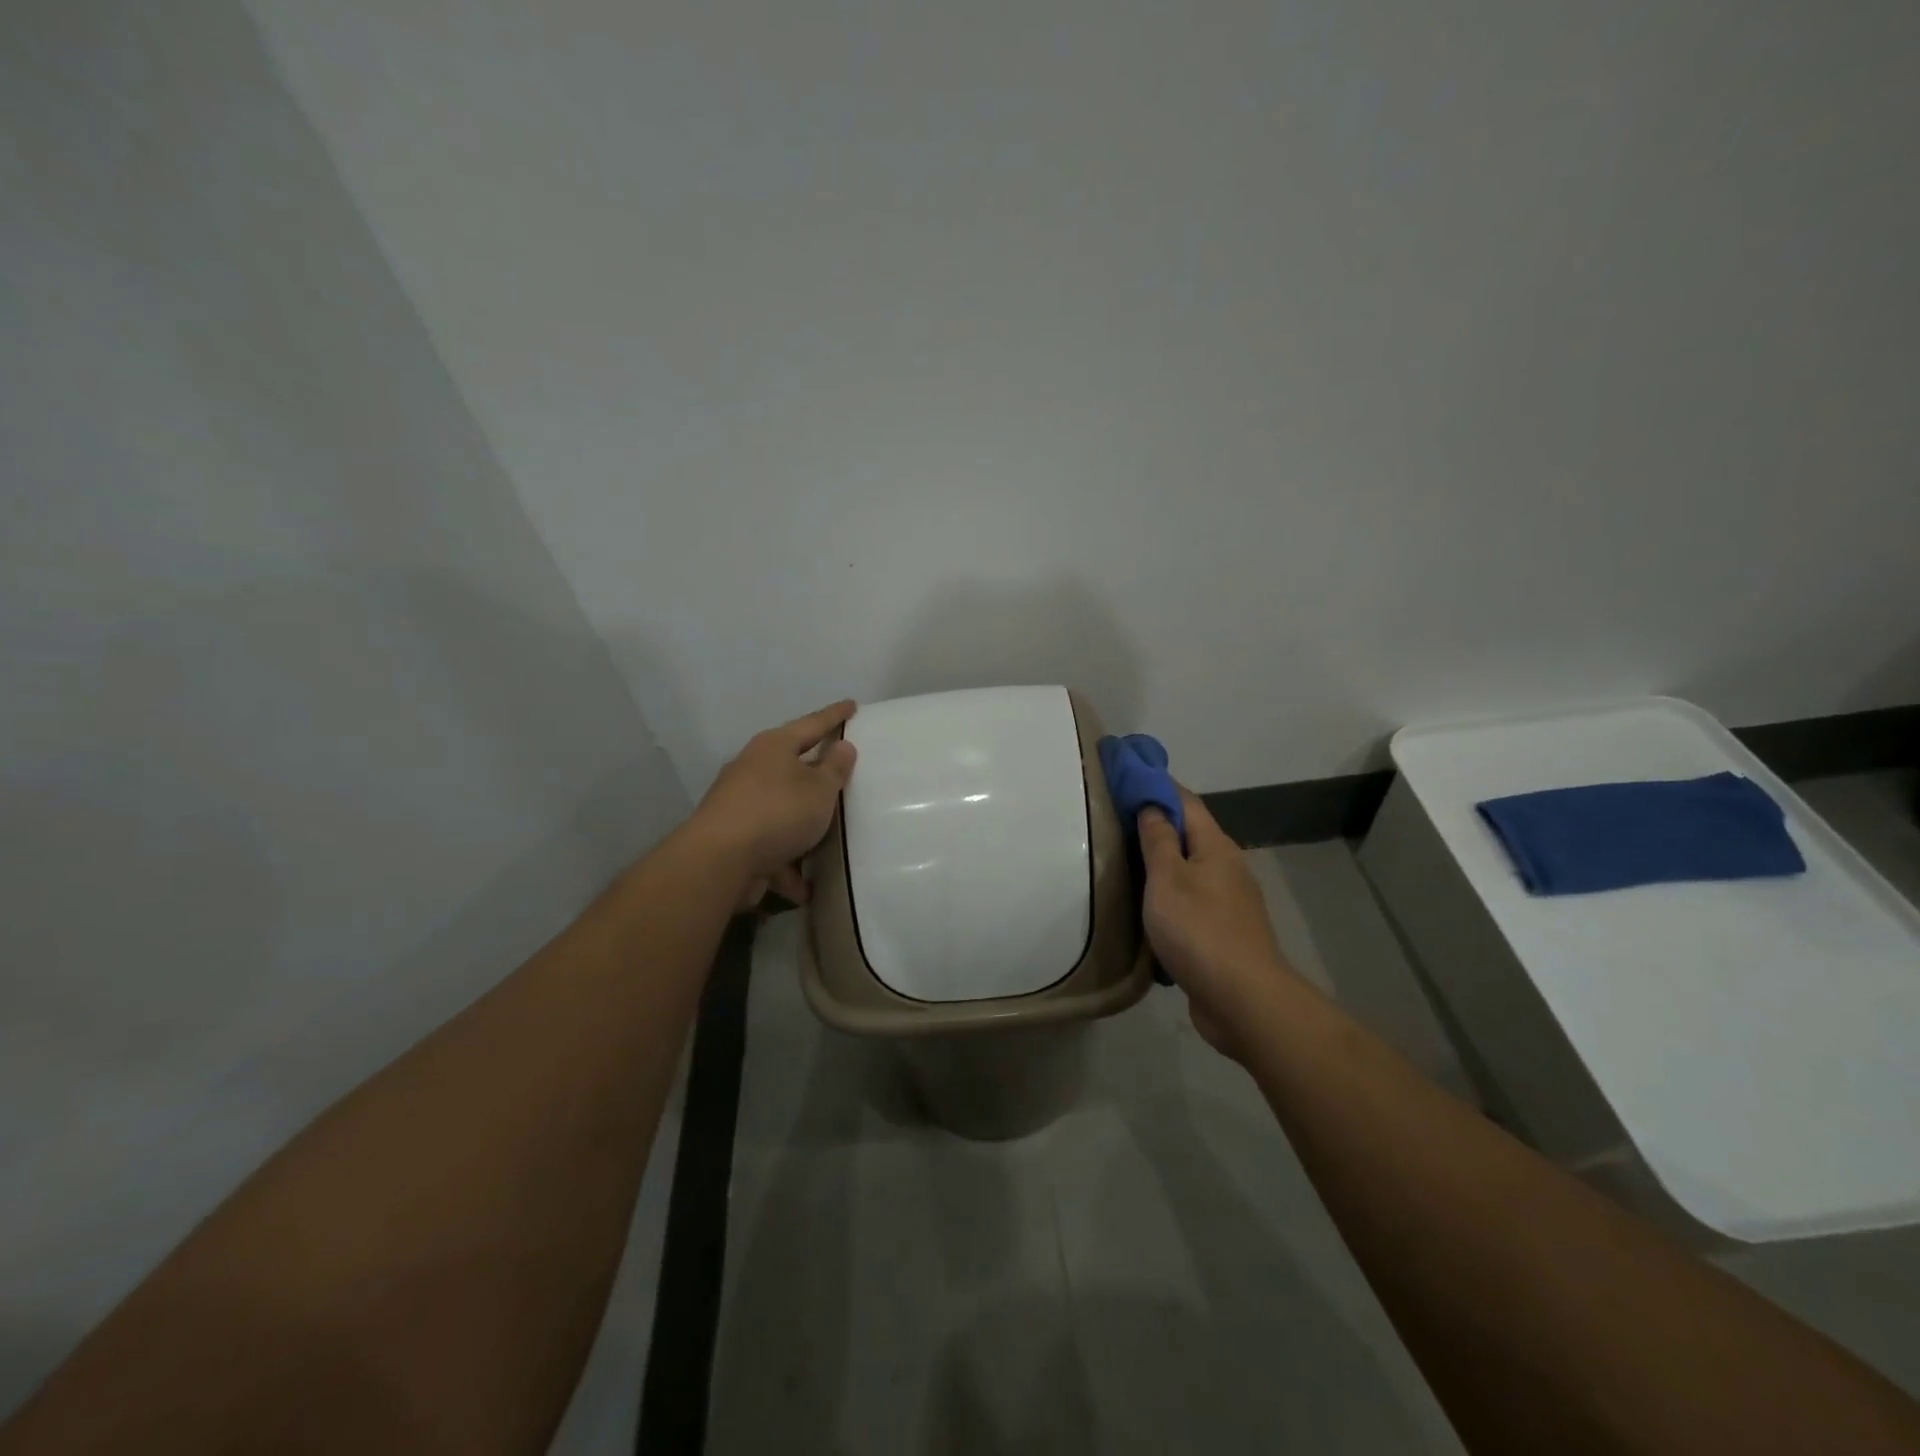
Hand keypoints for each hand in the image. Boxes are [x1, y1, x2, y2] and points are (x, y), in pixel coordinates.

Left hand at [692, 700, 858, 908]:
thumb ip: (835, 768)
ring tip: (829, 840)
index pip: (812, 724)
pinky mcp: (733, 839)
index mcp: (773, 748)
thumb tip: (843, 747)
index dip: (834, 716)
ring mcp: (740, 806)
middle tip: (841, 771)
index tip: (851, 705)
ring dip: (802, 827)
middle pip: (791, 767)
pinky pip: (770, 847)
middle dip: (815, 774)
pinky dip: (786, 864)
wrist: (719, 861)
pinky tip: (804, 888)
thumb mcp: (819, 789)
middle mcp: (753, 770)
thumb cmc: (777, 812)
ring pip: (781, 811)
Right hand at [1138, 789, 1296, 1056]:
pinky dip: (1168, 898)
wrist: (1243, 999)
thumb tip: (1151, 804)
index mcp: (1216, 847)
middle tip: (1114, 821)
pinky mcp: (1223, 934)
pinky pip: (1190, 904)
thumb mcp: (1167, 878)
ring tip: (1123, 863)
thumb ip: (1158, 839)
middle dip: (1155, 824)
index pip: (1185, 801)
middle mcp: (1227, 868)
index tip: (1126, 776)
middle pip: (1189, 835)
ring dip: (1160, 864)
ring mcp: (1228, 903)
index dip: (1156, 785)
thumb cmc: (1199, 929)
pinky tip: (1147, 909)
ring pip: (1189, 872)